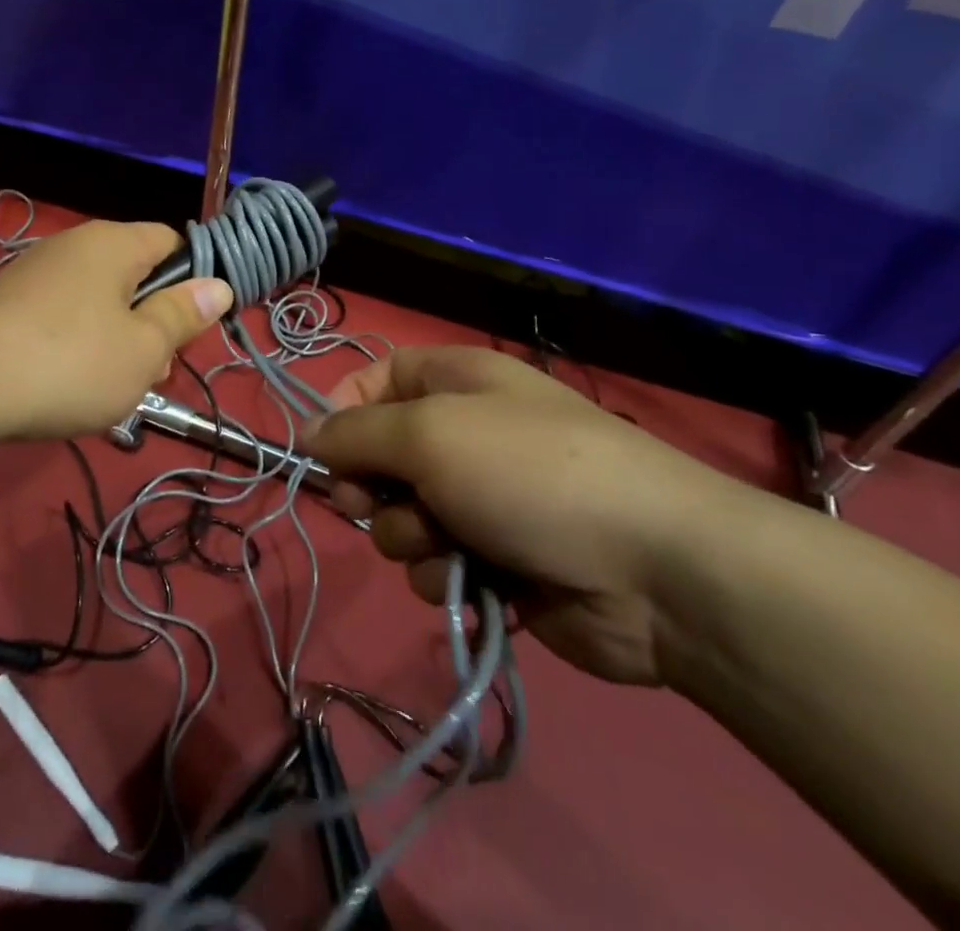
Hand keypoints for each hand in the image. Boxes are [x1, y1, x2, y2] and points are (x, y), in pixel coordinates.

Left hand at [0, 220, 232, 440]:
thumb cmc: (70, 363)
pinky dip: (76, 342)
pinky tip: (68, 382)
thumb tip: (218, 285)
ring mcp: (35, 271)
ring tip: (113, 386)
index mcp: (113, 243)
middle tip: (154, 369)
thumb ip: (183, 314)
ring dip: (116, 337)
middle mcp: (74, 244)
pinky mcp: (7, 301)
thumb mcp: (144, 348)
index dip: (192, 280)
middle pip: (134, 273)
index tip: (192, 326)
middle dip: (152, 319)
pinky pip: (61, 314)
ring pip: (98, 298)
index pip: (171, 242)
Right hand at [310, 346, 750, 685]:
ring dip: (410, 536)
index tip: (321, 450)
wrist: (655, 571)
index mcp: (454, 380)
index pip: (375, 378)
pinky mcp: (499, 559)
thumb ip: (355, 433)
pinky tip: (474, 580)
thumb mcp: (428, 434)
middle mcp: (466, 432)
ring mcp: (483, 498)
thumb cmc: (529, 473)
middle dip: (371, 486)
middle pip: (381, 454)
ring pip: (403, 516)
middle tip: (372, 502)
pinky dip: (445, 573)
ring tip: (448, 544)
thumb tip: (305, 432)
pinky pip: (437, 563)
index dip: (343, 410)